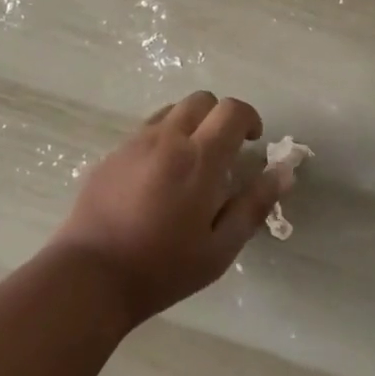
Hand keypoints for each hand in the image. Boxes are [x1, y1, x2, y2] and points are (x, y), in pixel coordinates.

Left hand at [47, 91, 285, 326]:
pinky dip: (163, 138)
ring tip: (191, 163)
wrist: (90, 275)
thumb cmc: (162, 268)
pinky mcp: (112, 154)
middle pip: (202, 100)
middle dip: (220, 117)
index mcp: (199, 158)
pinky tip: (158, 178)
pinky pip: (146, 130)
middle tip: (224, 152)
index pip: (232, 110)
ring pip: (172, 110)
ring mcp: (135, 142)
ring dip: (191, 124)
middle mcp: (167, 139)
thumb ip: (254, 205)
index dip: (249, 118)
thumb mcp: (219, 248)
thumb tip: (284, 172)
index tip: (252, 142)